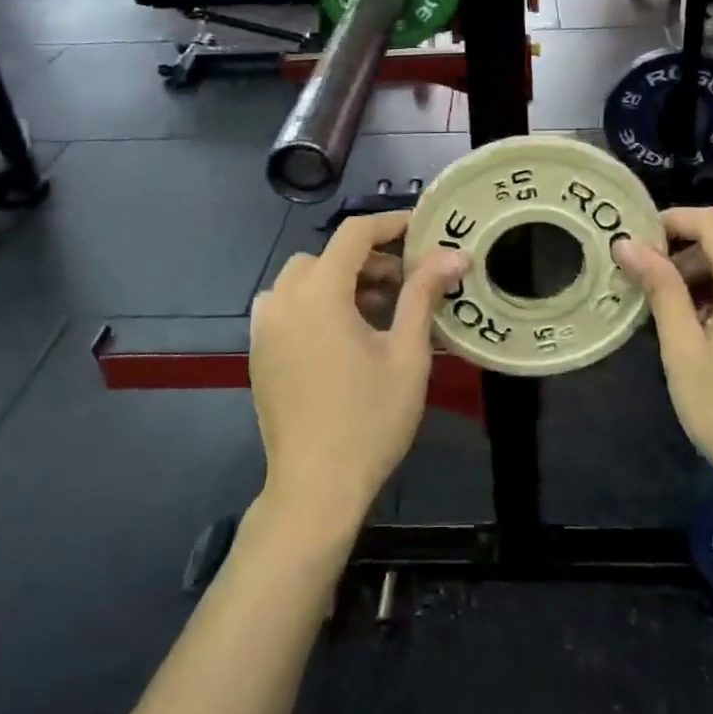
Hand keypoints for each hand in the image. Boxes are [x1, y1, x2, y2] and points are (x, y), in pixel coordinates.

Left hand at [249, 210, 467, 536]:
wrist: (315, 489)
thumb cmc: (370, 419)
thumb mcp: (406, 353)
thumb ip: (424, 294)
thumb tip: (453, 253)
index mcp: (319, 294)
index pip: (354, 234)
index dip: (390, 224)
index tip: (422, 230)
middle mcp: (284, 300)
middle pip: (327, 255)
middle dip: (368, 259)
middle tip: (405, 283)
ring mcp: (265, 328)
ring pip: (303, 278)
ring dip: (338, 279)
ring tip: (375, 309)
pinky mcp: (259, 352)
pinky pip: (285, 305)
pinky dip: (313, 301)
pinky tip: (341, 333)